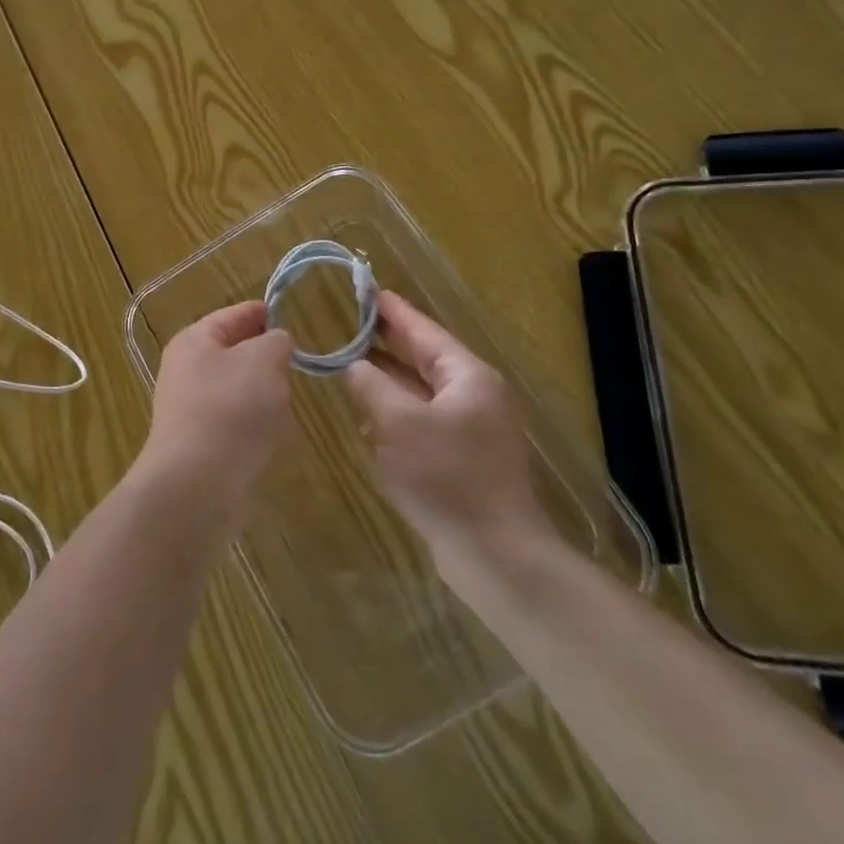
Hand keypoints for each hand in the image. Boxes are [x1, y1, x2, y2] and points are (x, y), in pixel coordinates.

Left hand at [141, 301, 293, 518]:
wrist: (196, 484)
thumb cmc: (231, 408)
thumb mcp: (263, 360)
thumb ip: (275, 342)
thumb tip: (276, 343)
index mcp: (194, 341)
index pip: (233, 315)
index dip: (262, 312)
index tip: (289, 315)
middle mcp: (185, 370)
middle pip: (233, 353)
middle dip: (264, 357)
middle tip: (295, 362)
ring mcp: (189, 409)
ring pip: (236, 389)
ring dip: (262, 394)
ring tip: (287, 401)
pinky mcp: (199, 444)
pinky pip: (234, 422)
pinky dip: (254, 424)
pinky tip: (271, 436)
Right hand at [345, 291, 555, 573]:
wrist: (495, 557)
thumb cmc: (449, 478)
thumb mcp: (400, 423)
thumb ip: (371, 385)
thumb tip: (351, 365)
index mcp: (467, 377)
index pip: (423, 330)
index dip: (391, 309)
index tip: (363, 287)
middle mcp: (471, 395)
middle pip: (422, 356)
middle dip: (385, 340)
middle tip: (347, 319)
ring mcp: (467, 428)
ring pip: (418, 390)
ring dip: (385, 376)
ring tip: (347, 358)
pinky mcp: (458, 458)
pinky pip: (419, 420)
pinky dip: (392, 410)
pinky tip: (365, 410)